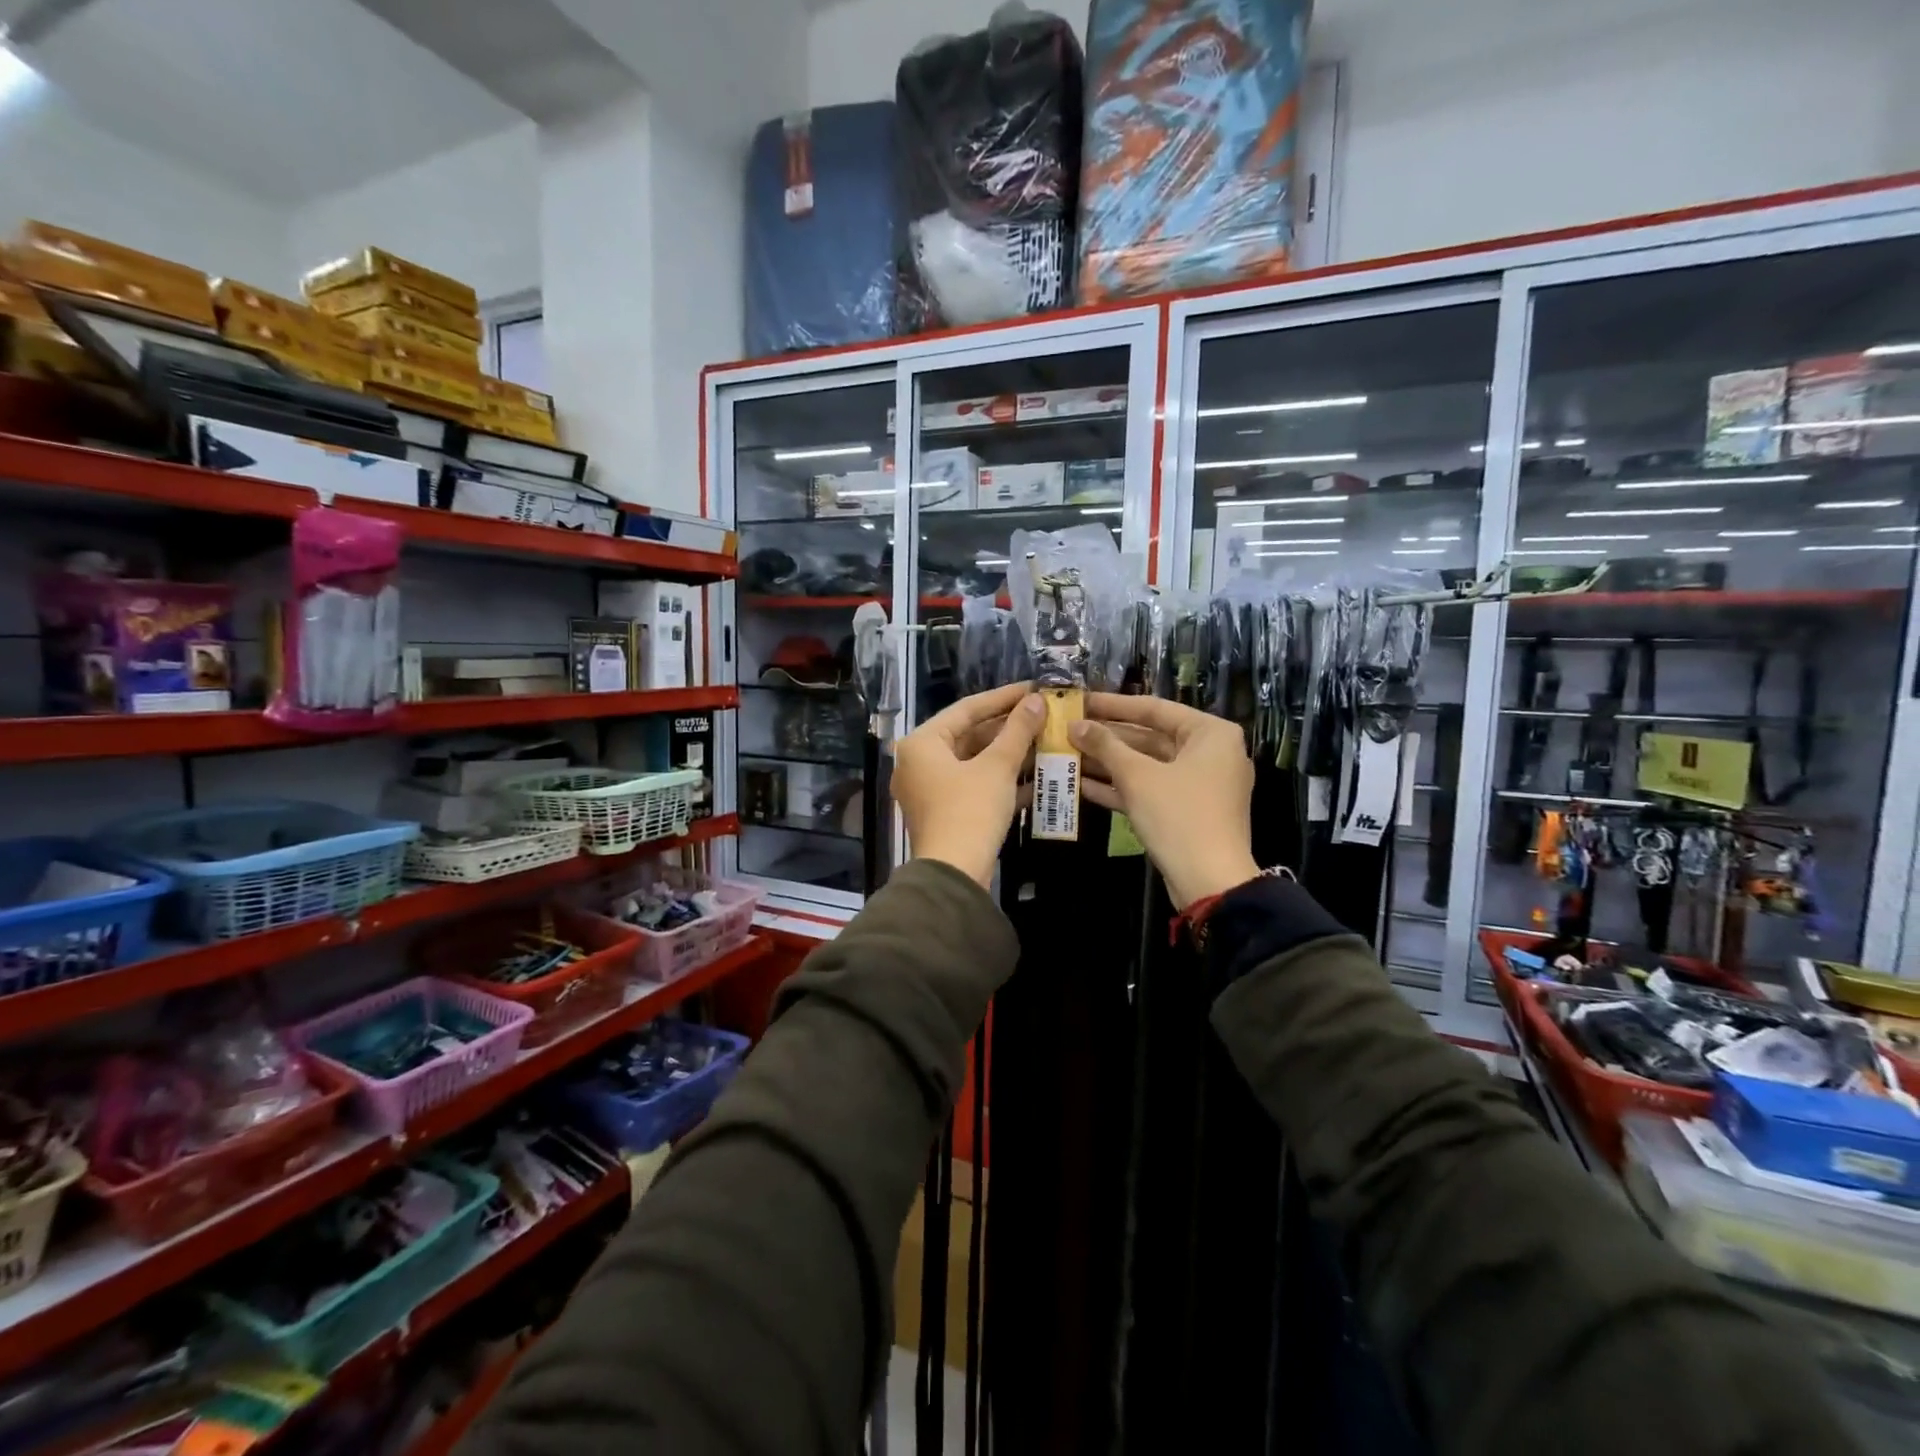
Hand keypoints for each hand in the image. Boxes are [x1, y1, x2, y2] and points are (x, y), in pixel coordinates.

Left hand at [893, 682, 1043, 887]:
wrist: (955, 875)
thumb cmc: (970, 811)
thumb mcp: (998, 767)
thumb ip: (1018, 730)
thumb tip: (1037, 701)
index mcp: (922, 743)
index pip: (966, 709)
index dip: (1003, 697)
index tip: (1034, 688)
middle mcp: (919, 762)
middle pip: (970, 735)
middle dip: (1009, 728)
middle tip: (1044, 716)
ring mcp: (931, 790)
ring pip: (975, 762)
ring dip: (1010, 754)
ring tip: (1046, 741)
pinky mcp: (946, 813)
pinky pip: (976, 786)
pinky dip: (1002, 780)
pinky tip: (1038, 777)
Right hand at [1071, 693, 1259, 909]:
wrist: (1210, 882)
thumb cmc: (1178, 816)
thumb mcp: (1137, 776)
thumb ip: (1105, 746)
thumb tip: (1075, 725)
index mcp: (1210, 733)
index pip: (1153, 708)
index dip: (1112, 705)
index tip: (1079, 700)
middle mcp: (1210, 753)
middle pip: (1149, 737)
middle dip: (1106, 738)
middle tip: (1068, 730)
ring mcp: (1199, 784)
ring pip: (1146, 765)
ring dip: (1108, 763)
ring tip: (1067, 755)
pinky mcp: (1186, 810)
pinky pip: (1150, 789)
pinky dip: (1120, 788)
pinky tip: (1080, 784)